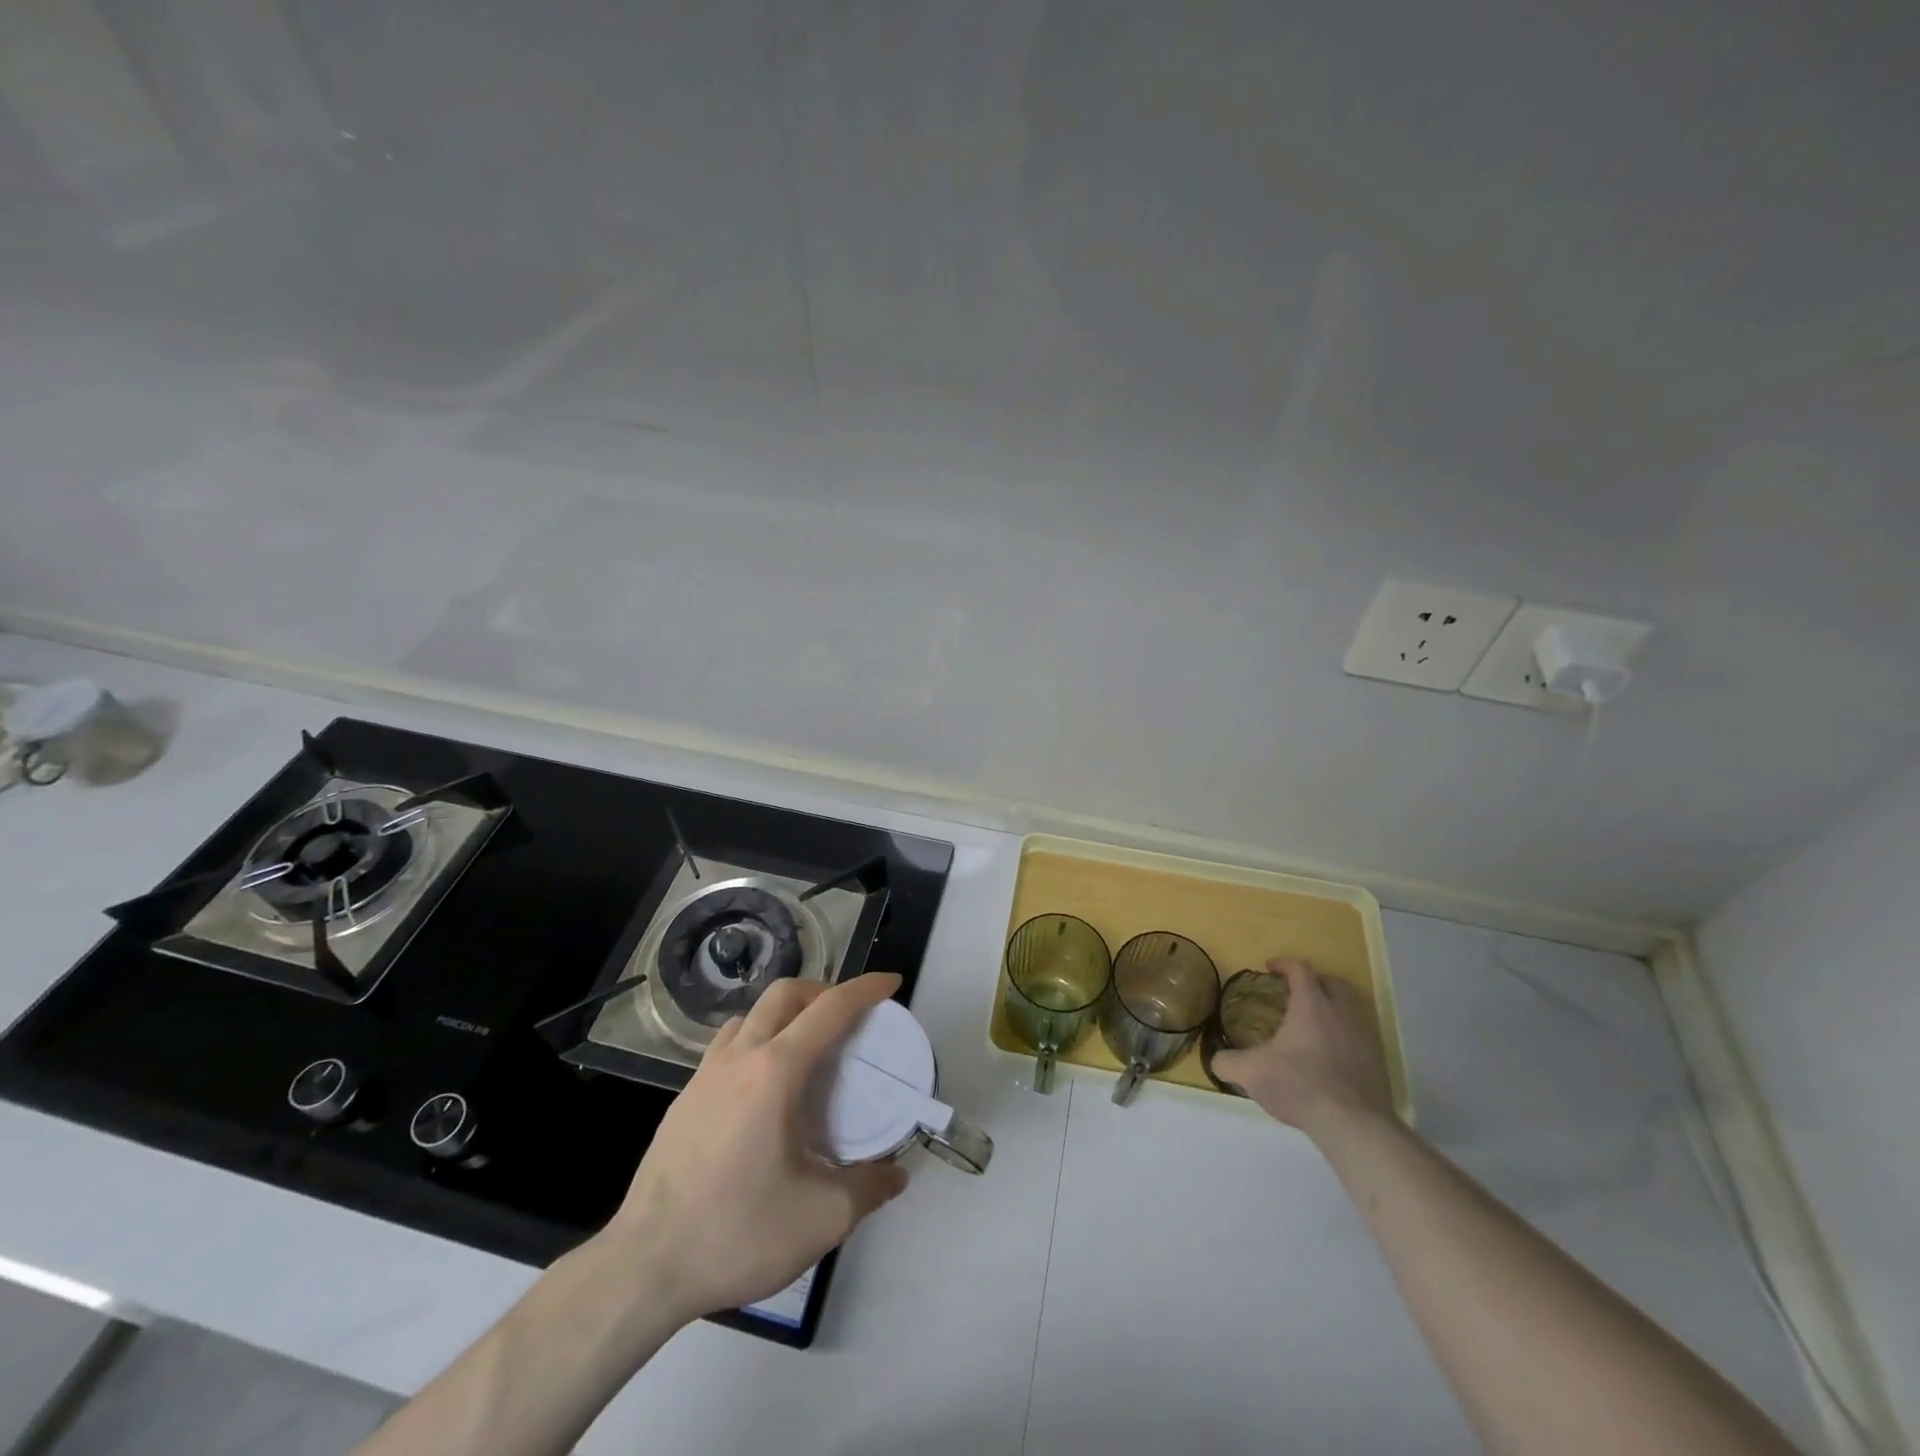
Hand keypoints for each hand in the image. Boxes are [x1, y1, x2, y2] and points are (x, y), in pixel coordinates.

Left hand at [602, 972, 909, 1323]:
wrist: (643, 1267)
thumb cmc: (736, 1232)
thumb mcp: (821, 1219)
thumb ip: (868, 1189)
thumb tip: (896, 1174)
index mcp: (776, 1072)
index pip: (829, 1009)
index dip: (865, 989)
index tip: (891, 983)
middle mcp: (739, 1058)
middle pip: (784, 993)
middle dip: (822, 990)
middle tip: (848, 1018)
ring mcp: (704, 1076)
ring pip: (750, 1016)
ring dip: (785, 1014)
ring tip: (806, 1049)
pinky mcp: (683, 1099)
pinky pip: (727, 1046)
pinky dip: (756, 1041)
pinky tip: (762, 1088)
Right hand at [1210, 958, 1393, 1140]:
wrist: (1353, 1124)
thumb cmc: (1300, 1085)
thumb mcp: (1251, 1073)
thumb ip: (1228, 1062)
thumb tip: (1216, 1059)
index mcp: (1311, 1004)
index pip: (1299, 969)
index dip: (1283, 964)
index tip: (1269, 968)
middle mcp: (1341, 1012)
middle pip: (1332, 982)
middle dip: (1313, 982)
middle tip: (1295, 992)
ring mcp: (1364, 1035)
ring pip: (1351, 1008)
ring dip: (1333, 1007)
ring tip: (1315, 1023)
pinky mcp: (1378, 1060)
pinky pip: (1361, 1035)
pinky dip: (1345, 1034)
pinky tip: (1332, 1054)